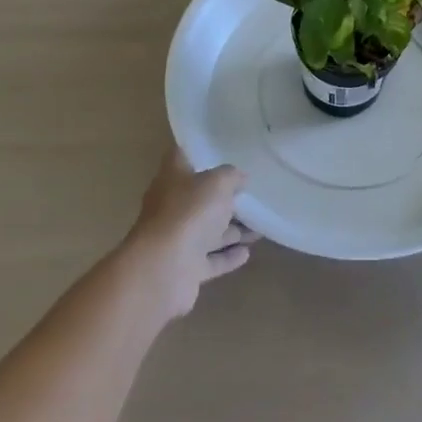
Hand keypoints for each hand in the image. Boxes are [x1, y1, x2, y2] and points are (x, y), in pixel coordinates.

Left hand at [125, 147, 259, 319]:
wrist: (163, 270)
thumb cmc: (189, 213)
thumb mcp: (217, 183)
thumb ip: (231, 176)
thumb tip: (240, 177)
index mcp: (172, 179)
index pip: (181, 157)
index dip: (198, 152)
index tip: (221, 150)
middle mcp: (171, 207)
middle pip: (199, 199)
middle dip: (224, 199)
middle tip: (251, 195)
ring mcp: (177, 240)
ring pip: (208, 231)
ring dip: (232, 230)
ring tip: (259, 227)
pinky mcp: (186, 269)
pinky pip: (211, 260)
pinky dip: (228, 256)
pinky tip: (247, 253)